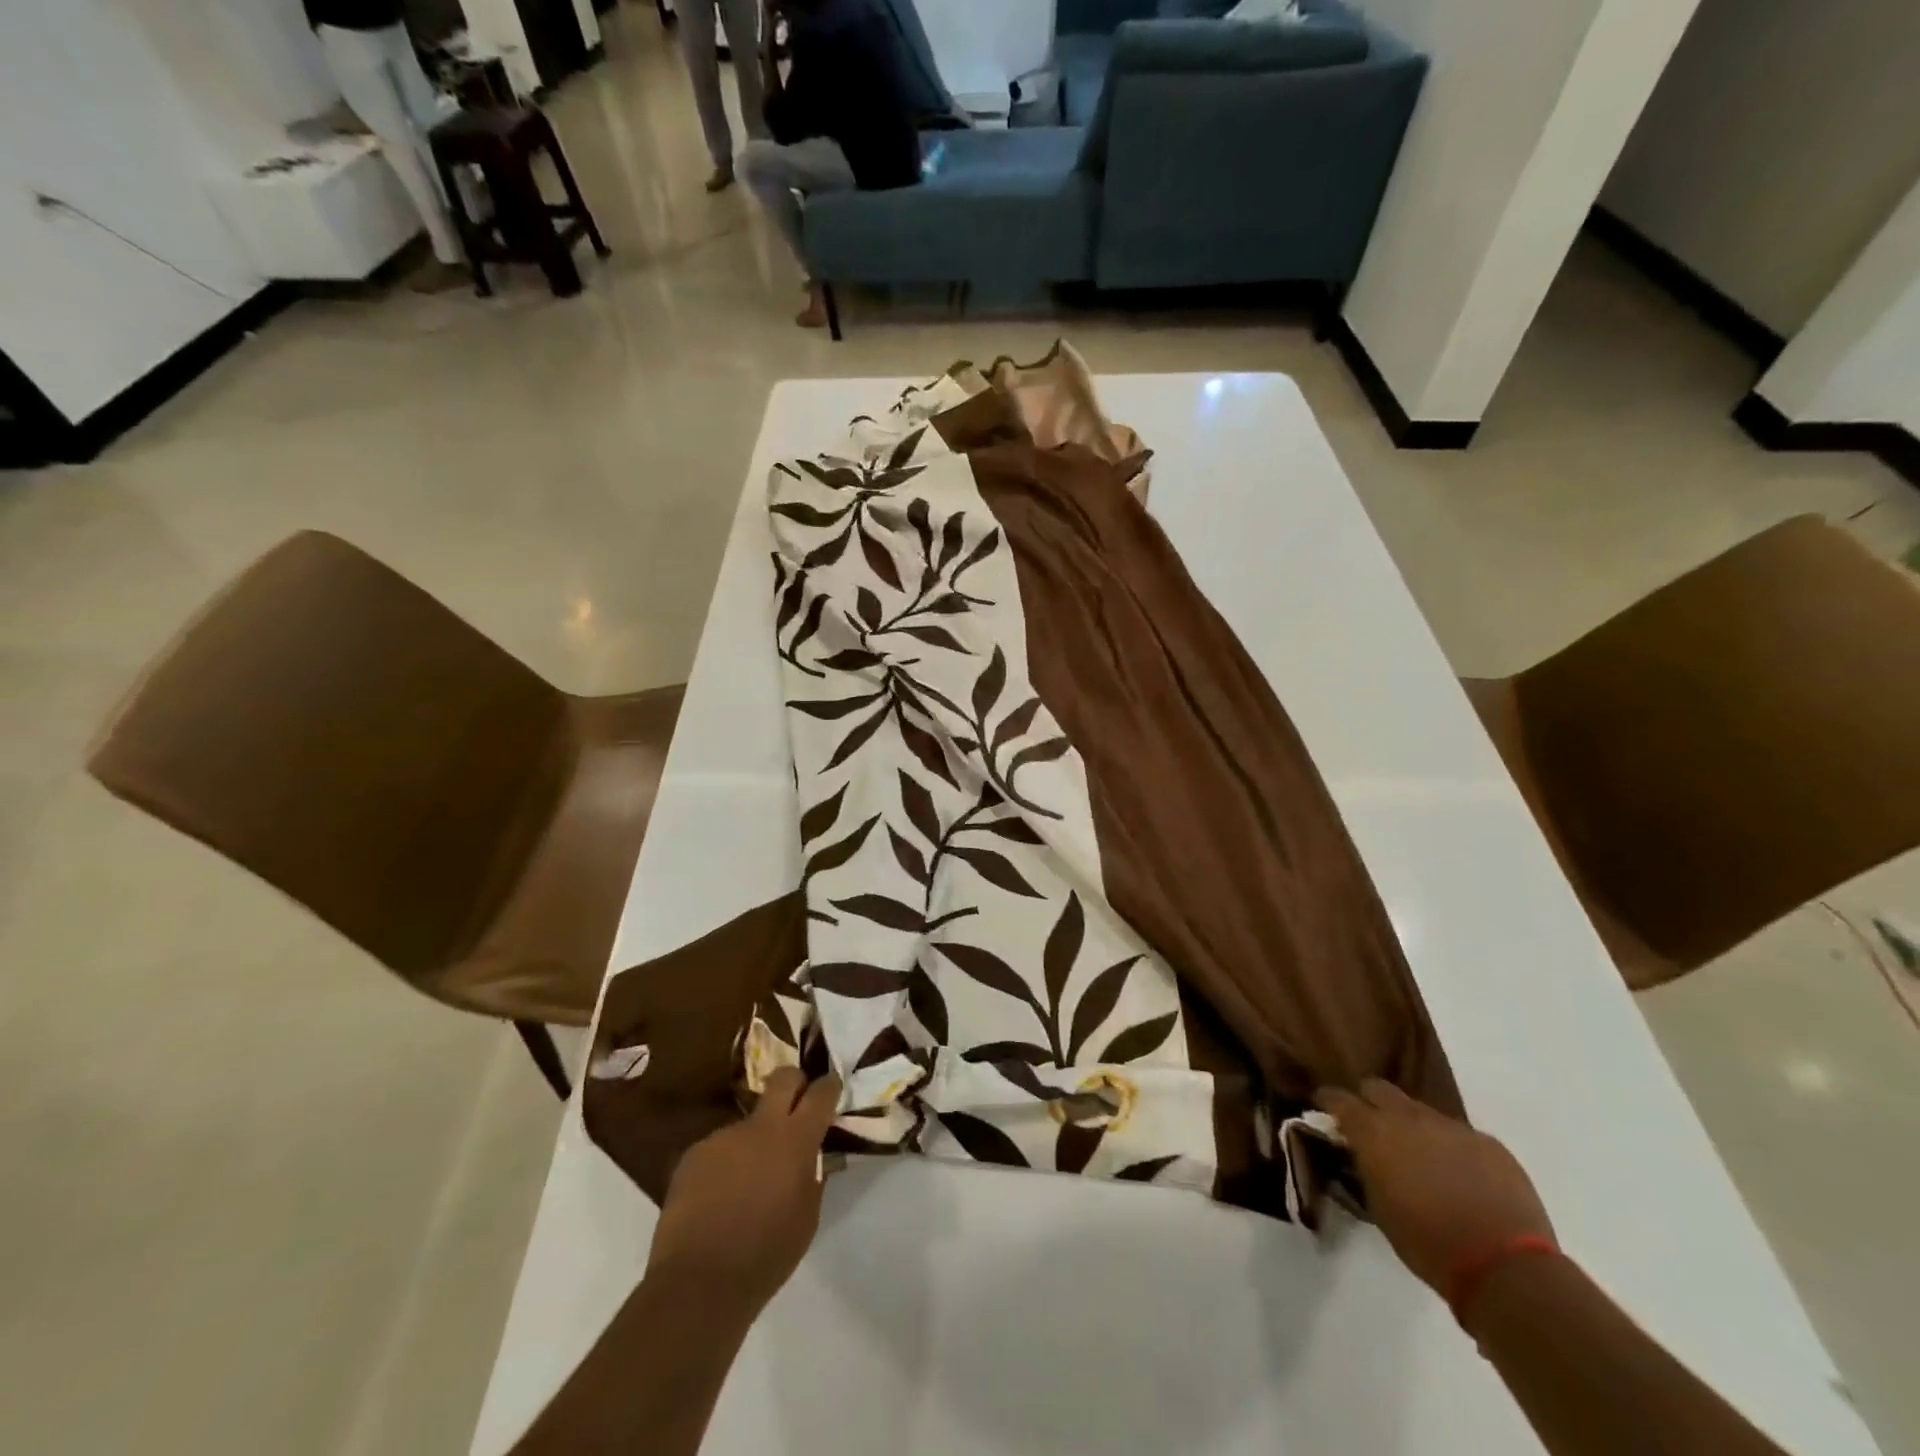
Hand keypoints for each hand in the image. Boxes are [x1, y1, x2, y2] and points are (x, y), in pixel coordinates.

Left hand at [646, 1068, 841, 1318]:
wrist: (698, 1282)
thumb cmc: (766, 1254)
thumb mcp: (807, 1218)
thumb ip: (814, 1176)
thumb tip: (815, 1155)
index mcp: (795, 1141)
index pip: (820, 1094)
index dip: (829, 1087)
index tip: (832, 1087)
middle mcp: (759, 1127)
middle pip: (783, 1079)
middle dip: (794, 1083)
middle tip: (797, 1104)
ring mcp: (723, 1137)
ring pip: (748, 1123)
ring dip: (754, 1141)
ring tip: (748, 1181)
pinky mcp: (693, 1154)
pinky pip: (720, 1149)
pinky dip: (726, 1164)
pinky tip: (719, 1196)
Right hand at [1316, 1079, 1553, 1294]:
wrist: (1505, 1268)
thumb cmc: (1428, 1244)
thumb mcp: (1379, 1208)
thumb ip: (1366, 1170)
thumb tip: (1361, 1156)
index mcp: (1375, 1133)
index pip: (1339, 1099)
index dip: (1329, 1101)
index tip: (1324, 1107)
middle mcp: (1409, 1118)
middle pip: (1379, 1089)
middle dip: (1370, 1102)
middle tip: (1371, 1127)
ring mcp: (1452, 1127)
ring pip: (1421, 1111)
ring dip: (1413, 1126)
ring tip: (1421, 1157)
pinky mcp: (1488, 1142)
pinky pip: (1458, 1134)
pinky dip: (1450, 1147)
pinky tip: (1460, 1176)